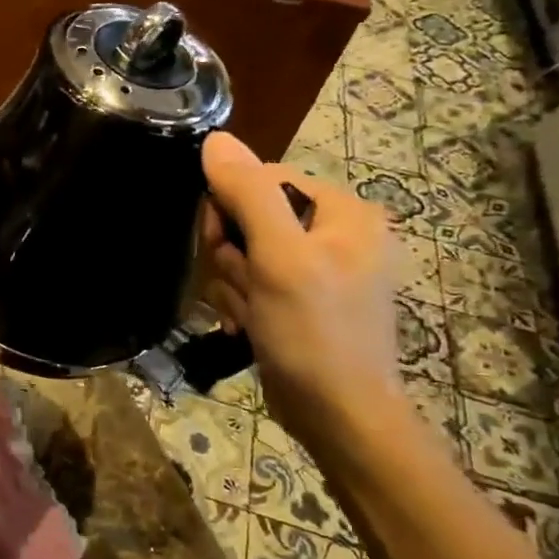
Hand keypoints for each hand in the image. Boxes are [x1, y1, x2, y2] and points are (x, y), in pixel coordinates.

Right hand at [201, 131, 404, 446]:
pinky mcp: (298, 299)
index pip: (262, 178)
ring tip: (249, 315)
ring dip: (232, 283)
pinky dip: (240, 301)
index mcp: (343, 211)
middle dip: (232, 255)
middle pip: (249, 216)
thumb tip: (215, 139)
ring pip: (243, 252)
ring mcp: (316, 268)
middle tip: (243, 287)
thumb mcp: (280, 259)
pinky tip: (247, 326)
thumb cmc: (316, 334)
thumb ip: (248, 195)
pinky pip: (251, 280)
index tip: (222, 245)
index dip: (230, 207)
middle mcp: (334, 232)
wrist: (340, 419)